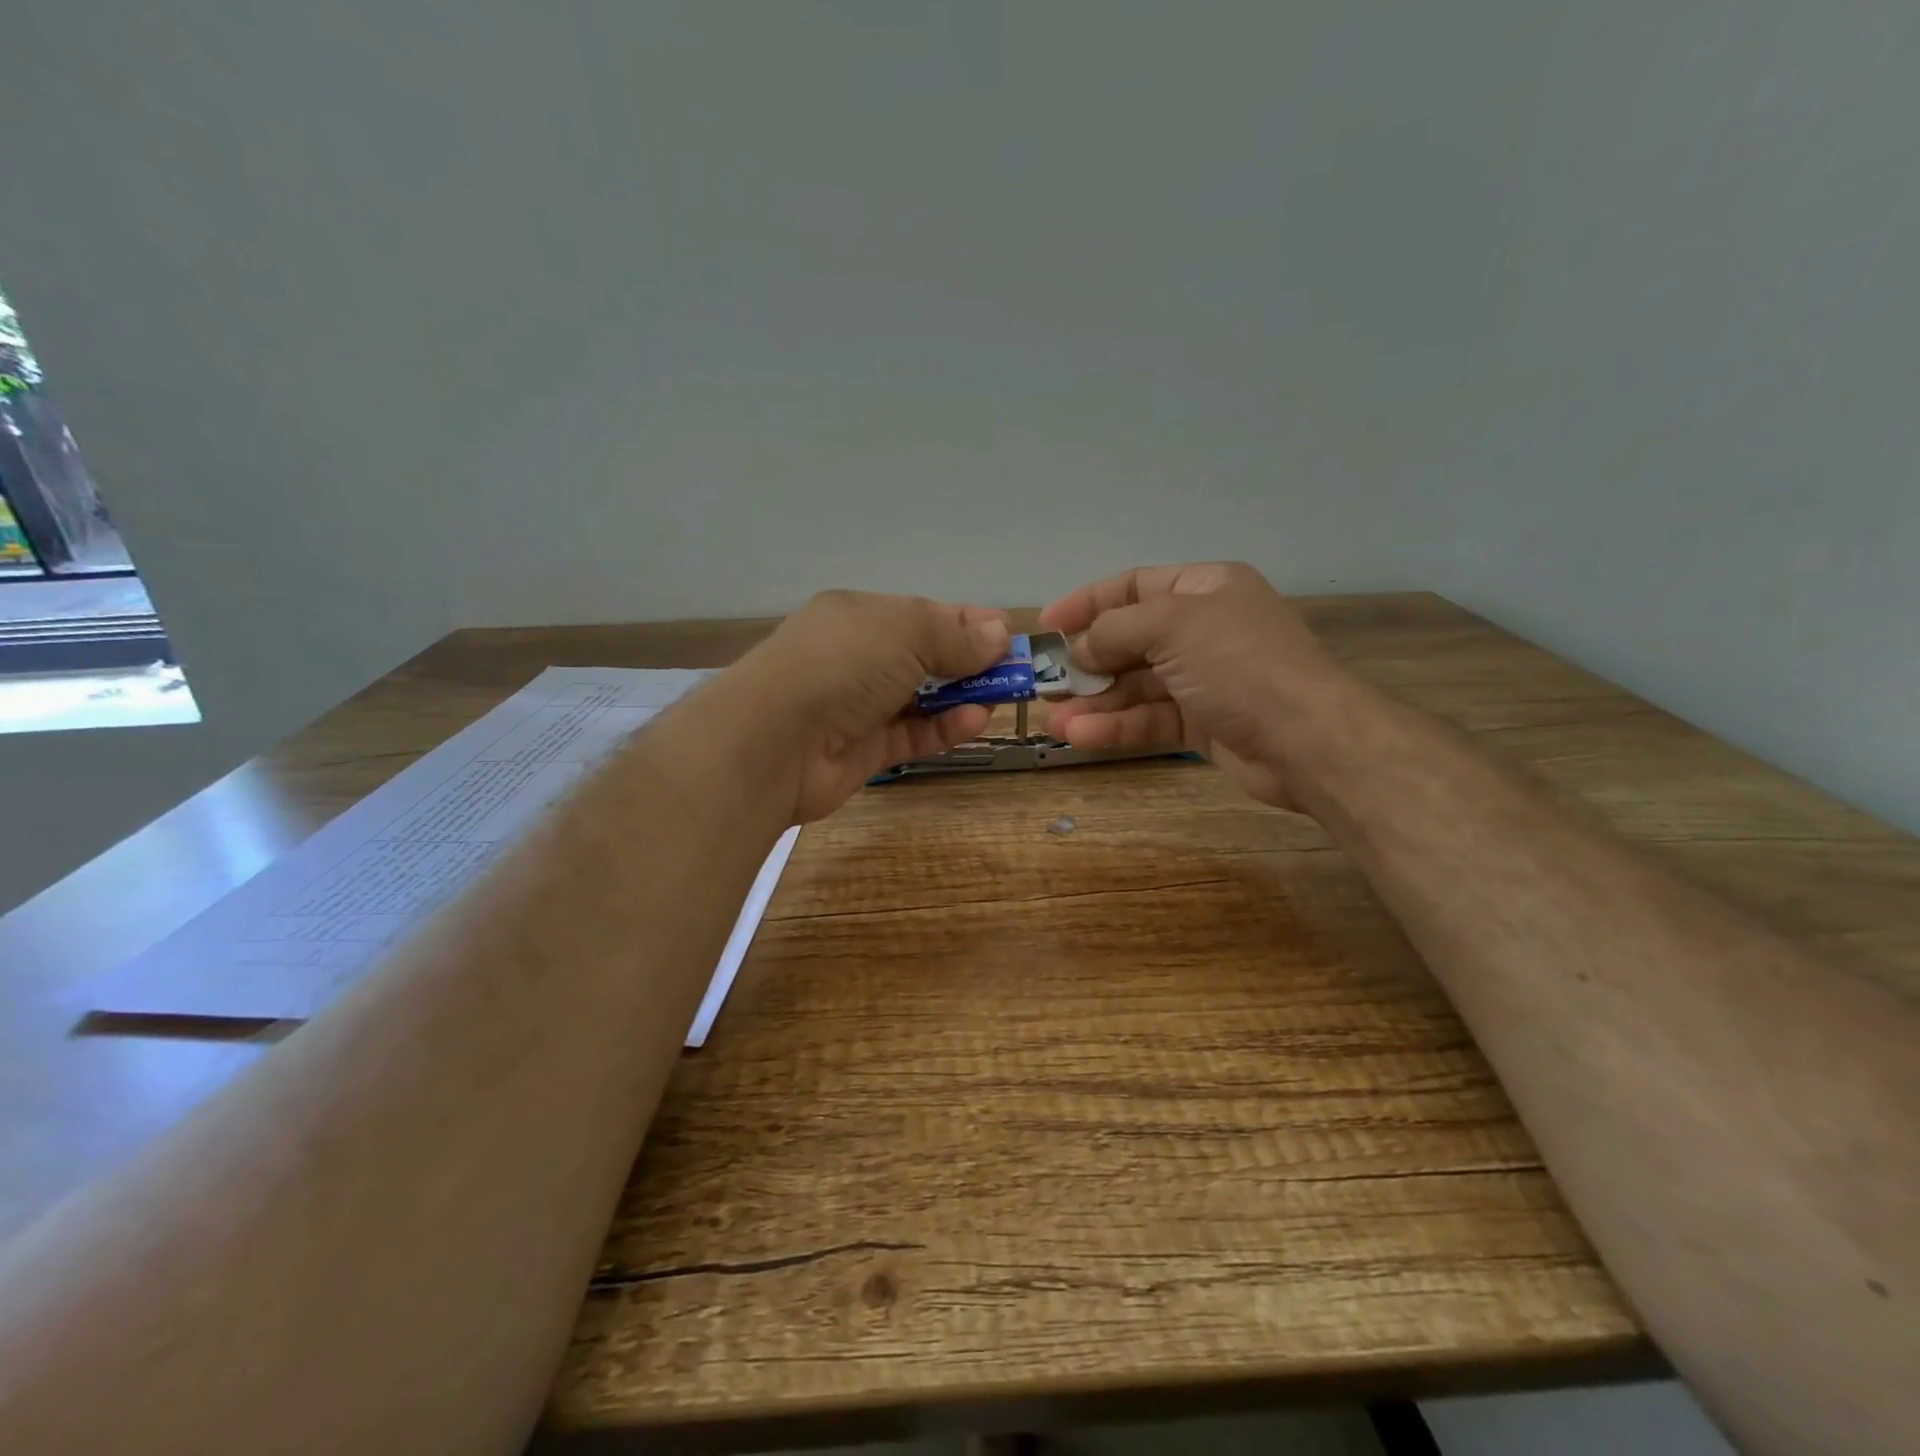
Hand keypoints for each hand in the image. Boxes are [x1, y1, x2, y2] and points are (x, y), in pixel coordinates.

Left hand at [734, 590, 1010, 821]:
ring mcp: (858, 706)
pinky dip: (943, 728)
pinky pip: (912, 735)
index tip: (1009, 635)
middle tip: (1015, 673)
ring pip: (922, 698)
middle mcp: (858, 657)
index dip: (968, 623)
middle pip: (925, 656)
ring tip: (1001, 698)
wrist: (772, 741)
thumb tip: (1000, 631)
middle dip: (971, 662)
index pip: (924, 615)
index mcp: (860, 616)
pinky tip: (975, 721)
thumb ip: (955, 635)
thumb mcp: (904, 632)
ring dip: (961, 696)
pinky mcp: (864, 750)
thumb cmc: (840, 664)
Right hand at [1040, 562, 1354, 811]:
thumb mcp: (1173, 626)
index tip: (1046, 625)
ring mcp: (1203, 678)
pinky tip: (1082, 736)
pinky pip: (1150, 717)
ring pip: (1135, 685)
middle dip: (1086, 662)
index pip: (1134, 586)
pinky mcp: (1202, 722)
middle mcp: (1203, 629)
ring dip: (1094, 702)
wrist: (1306, 739)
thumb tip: (1079, 649)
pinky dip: (1117, 725)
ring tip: (1054, 721)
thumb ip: (1116, 629)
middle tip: (1045, 683)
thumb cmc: (1239, 663)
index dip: (1087, 603)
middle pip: (1130, 640)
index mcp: (1205, 588)